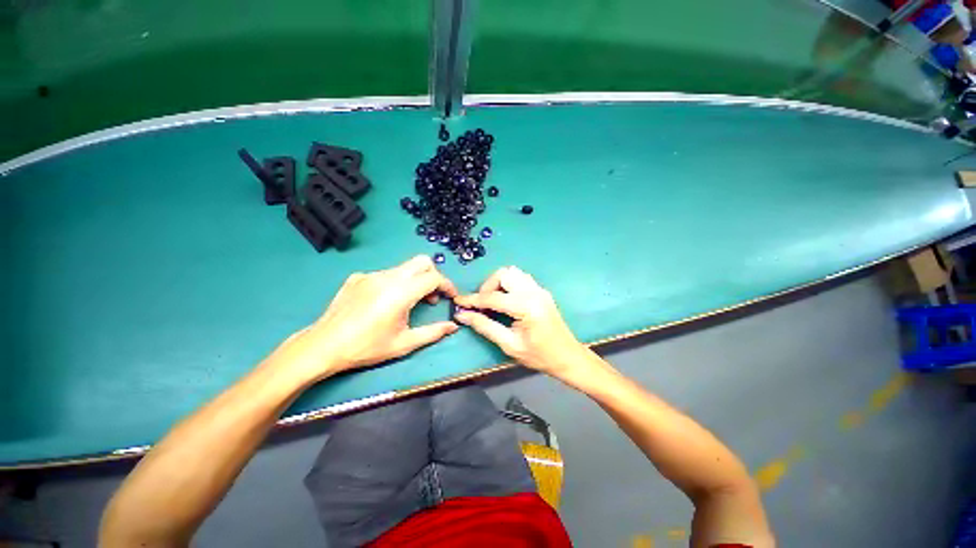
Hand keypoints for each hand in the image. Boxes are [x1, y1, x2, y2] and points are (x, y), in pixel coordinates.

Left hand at [274, 256, 458, 383]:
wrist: (323, 346)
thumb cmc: (367, 347)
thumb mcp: (405, 344)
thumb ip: (433, 332)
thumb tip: (453, 326)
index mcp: (401, 292)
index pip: (433, 277)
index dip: (447, 285)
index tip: (450, 297)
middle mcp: (387, 277)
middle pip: (422, 261)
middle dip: (433, 275)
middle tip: (432, 295)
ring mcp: (371, 275)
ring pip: (403, 268)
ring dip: (414, 280)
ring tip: (409, 302)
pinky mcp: (358, 277)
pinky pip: (385, 274)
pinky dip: (395, 283)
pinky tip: (385, 302)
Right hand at [453, 266, 588, 378]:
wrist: (568, 357)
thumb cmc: (539, 356)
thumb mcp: (509, 345)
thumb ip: (485, 327)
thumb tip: (463, 315)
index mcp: (526, 307)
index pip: (493, 297)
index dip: (473, 300)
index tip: (458, 302)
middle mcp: (534, 292)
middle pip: (504, 274)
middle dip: (488, 286)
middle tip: (481, 304)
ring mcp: (539, 289)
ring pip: (512, 273)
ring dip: (498, 283)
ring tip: (492, 301)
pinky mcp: (541, 291)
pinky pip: (520, 278)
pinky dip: (508, 285)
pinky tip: (505, 300)